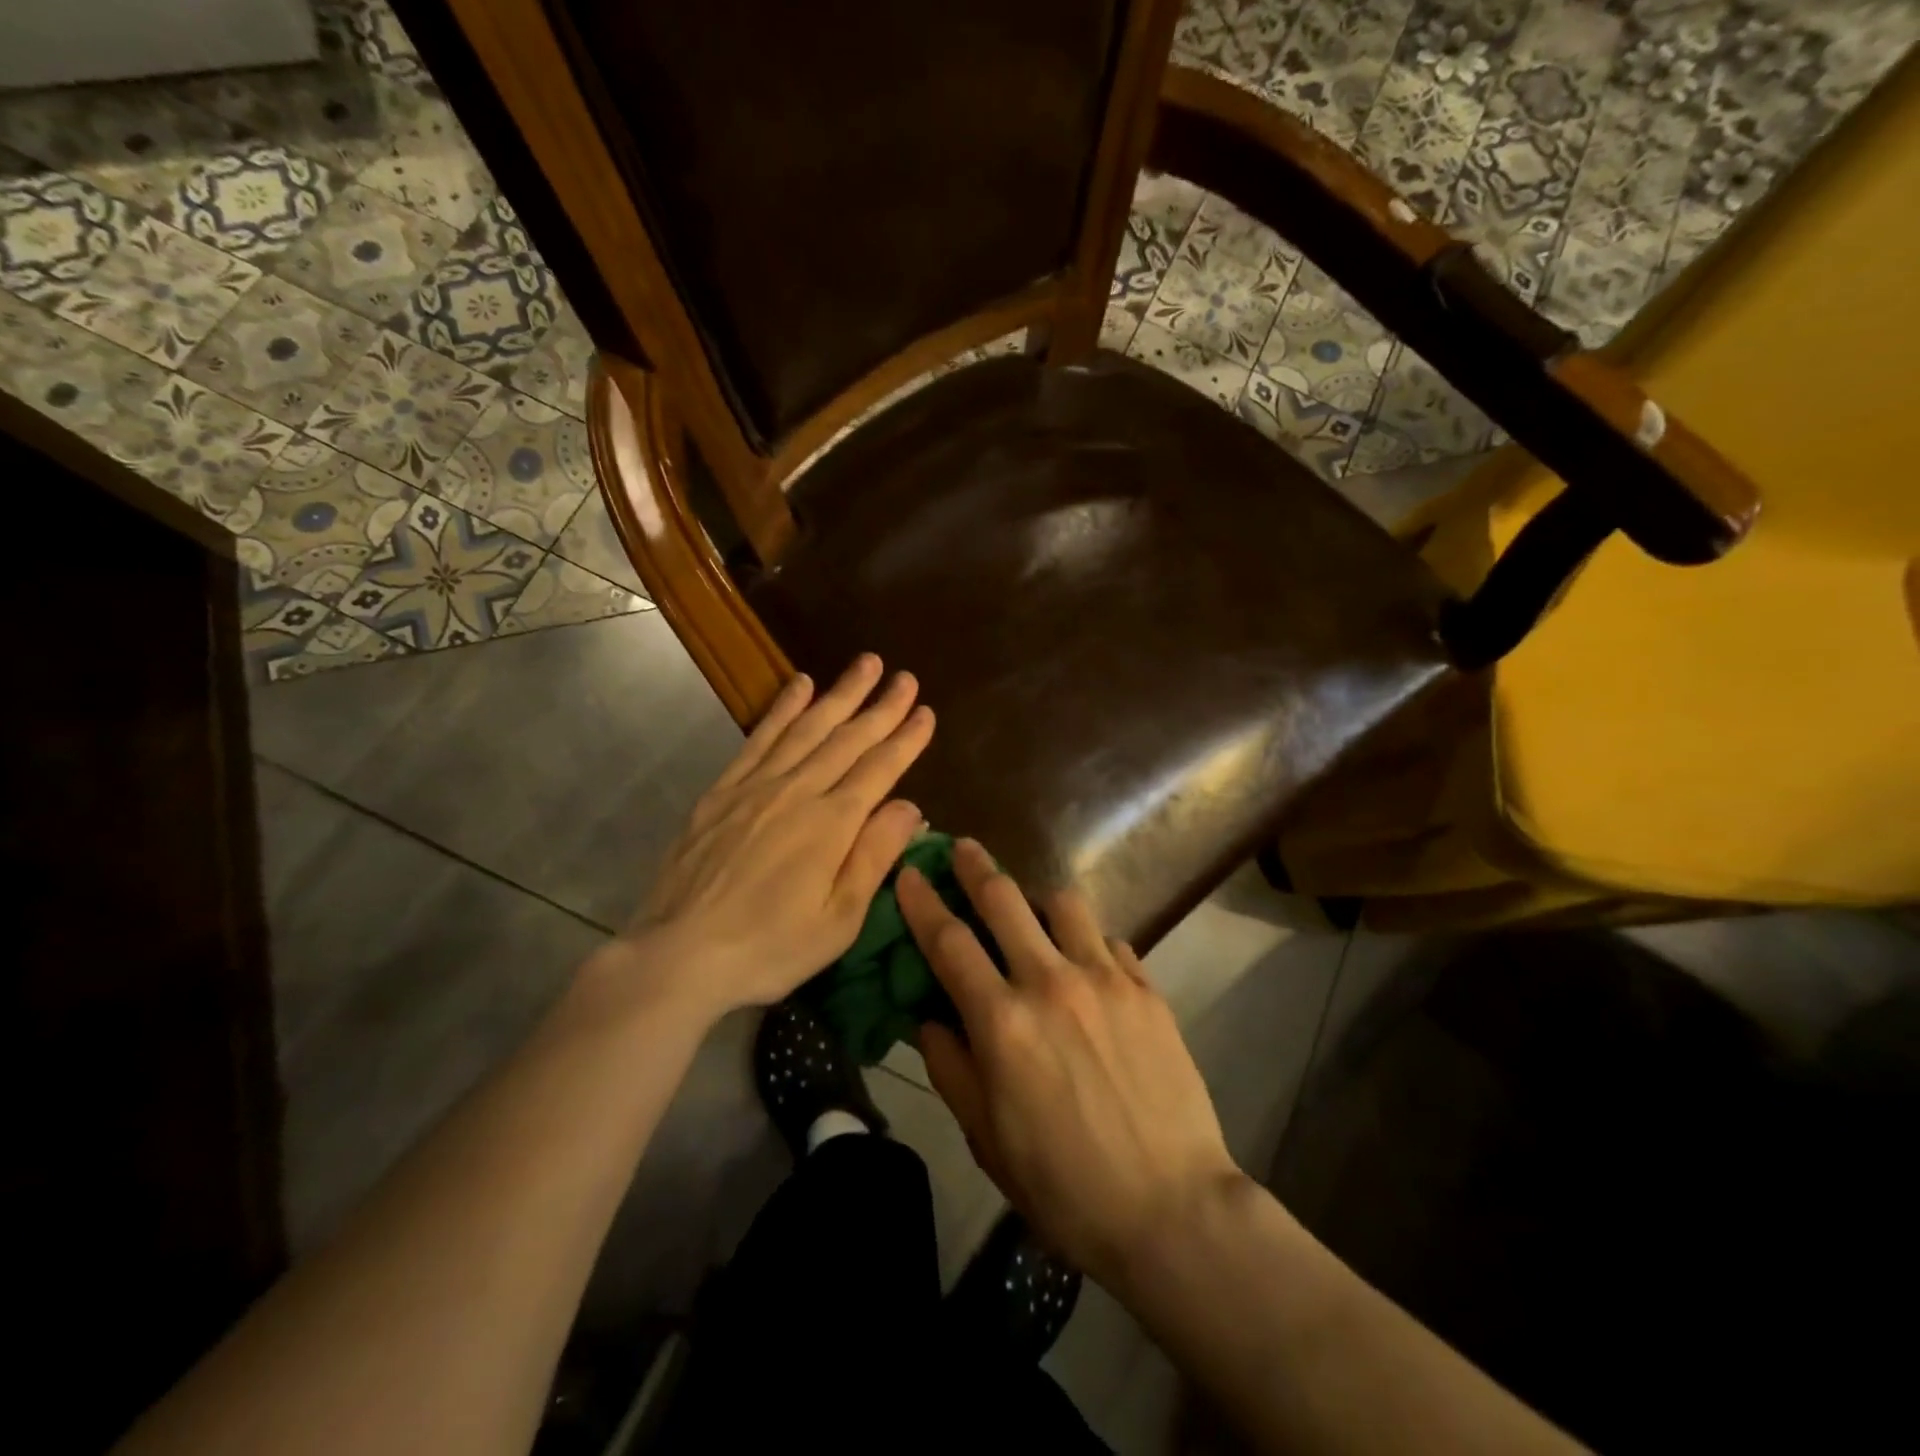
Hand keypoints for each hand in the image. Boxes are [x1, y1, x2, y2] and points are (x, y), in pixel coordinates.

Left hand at [623, 655, 932, 1019]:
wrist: (679, 953)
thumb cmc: (770, 947)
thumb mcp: (839, 919)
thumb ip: (875, 856)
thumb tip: (911, 805)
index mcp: (833, 824)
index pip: (881, 769)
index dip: (906, 738)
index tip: (926, 711)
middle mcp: (798, 791)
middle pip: (848, 739)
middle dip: (881, 706)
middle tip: (905, 676)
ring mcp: (757, 786)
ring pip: (807, 727)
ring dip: (839, 693)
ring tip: (864, 664)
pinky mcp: (723, 790)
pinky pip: (759, 738)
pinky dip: (783, 708)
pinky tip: (799, 685)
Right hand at [897, 840, 1241, 1283]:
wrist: (1171, 1209)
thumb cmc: (1064, 1185)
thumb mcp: (985, 1138)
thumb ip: (950, 1067)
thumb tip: (928, 1017)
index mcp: (1003, 1022)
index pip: (949, 942)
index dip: (923, 902)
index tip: (909, 872)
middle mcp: (1051, 983)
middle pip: (1004, 901)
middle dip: (975, 867)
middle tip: (962, 847)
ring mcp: (1105, 980)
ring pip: (1064, 904)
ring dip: (1037, 897)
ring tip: (1031, 909)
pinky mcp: (1146, 989)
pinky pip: (1109, 940)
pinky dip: (1086, 940)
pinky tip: (1086, 962)